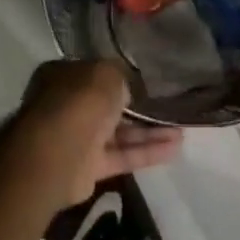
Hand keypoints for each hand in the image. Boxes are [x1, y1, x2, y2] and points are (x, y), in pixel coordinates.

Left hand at [16, 60, 184, 206]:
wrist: (58, 153)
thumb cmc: (80, 102)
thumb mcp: (106, 73)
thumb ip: (120, 76)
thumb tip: (126, 87)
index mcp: (62, 76)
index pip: (93, 73)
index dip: (119, 75)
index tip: (146, 79)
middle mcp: (66, 105)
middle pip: (106, 105)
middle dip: (137, 107)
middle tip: (168, 105)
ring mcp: (76, 137)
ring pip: (118, 132)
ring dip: (149, 131)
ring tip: (181, 129)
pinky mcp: (88, 166)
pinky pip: (122, 155)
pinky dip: (147, 152)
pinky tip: (175, 148)